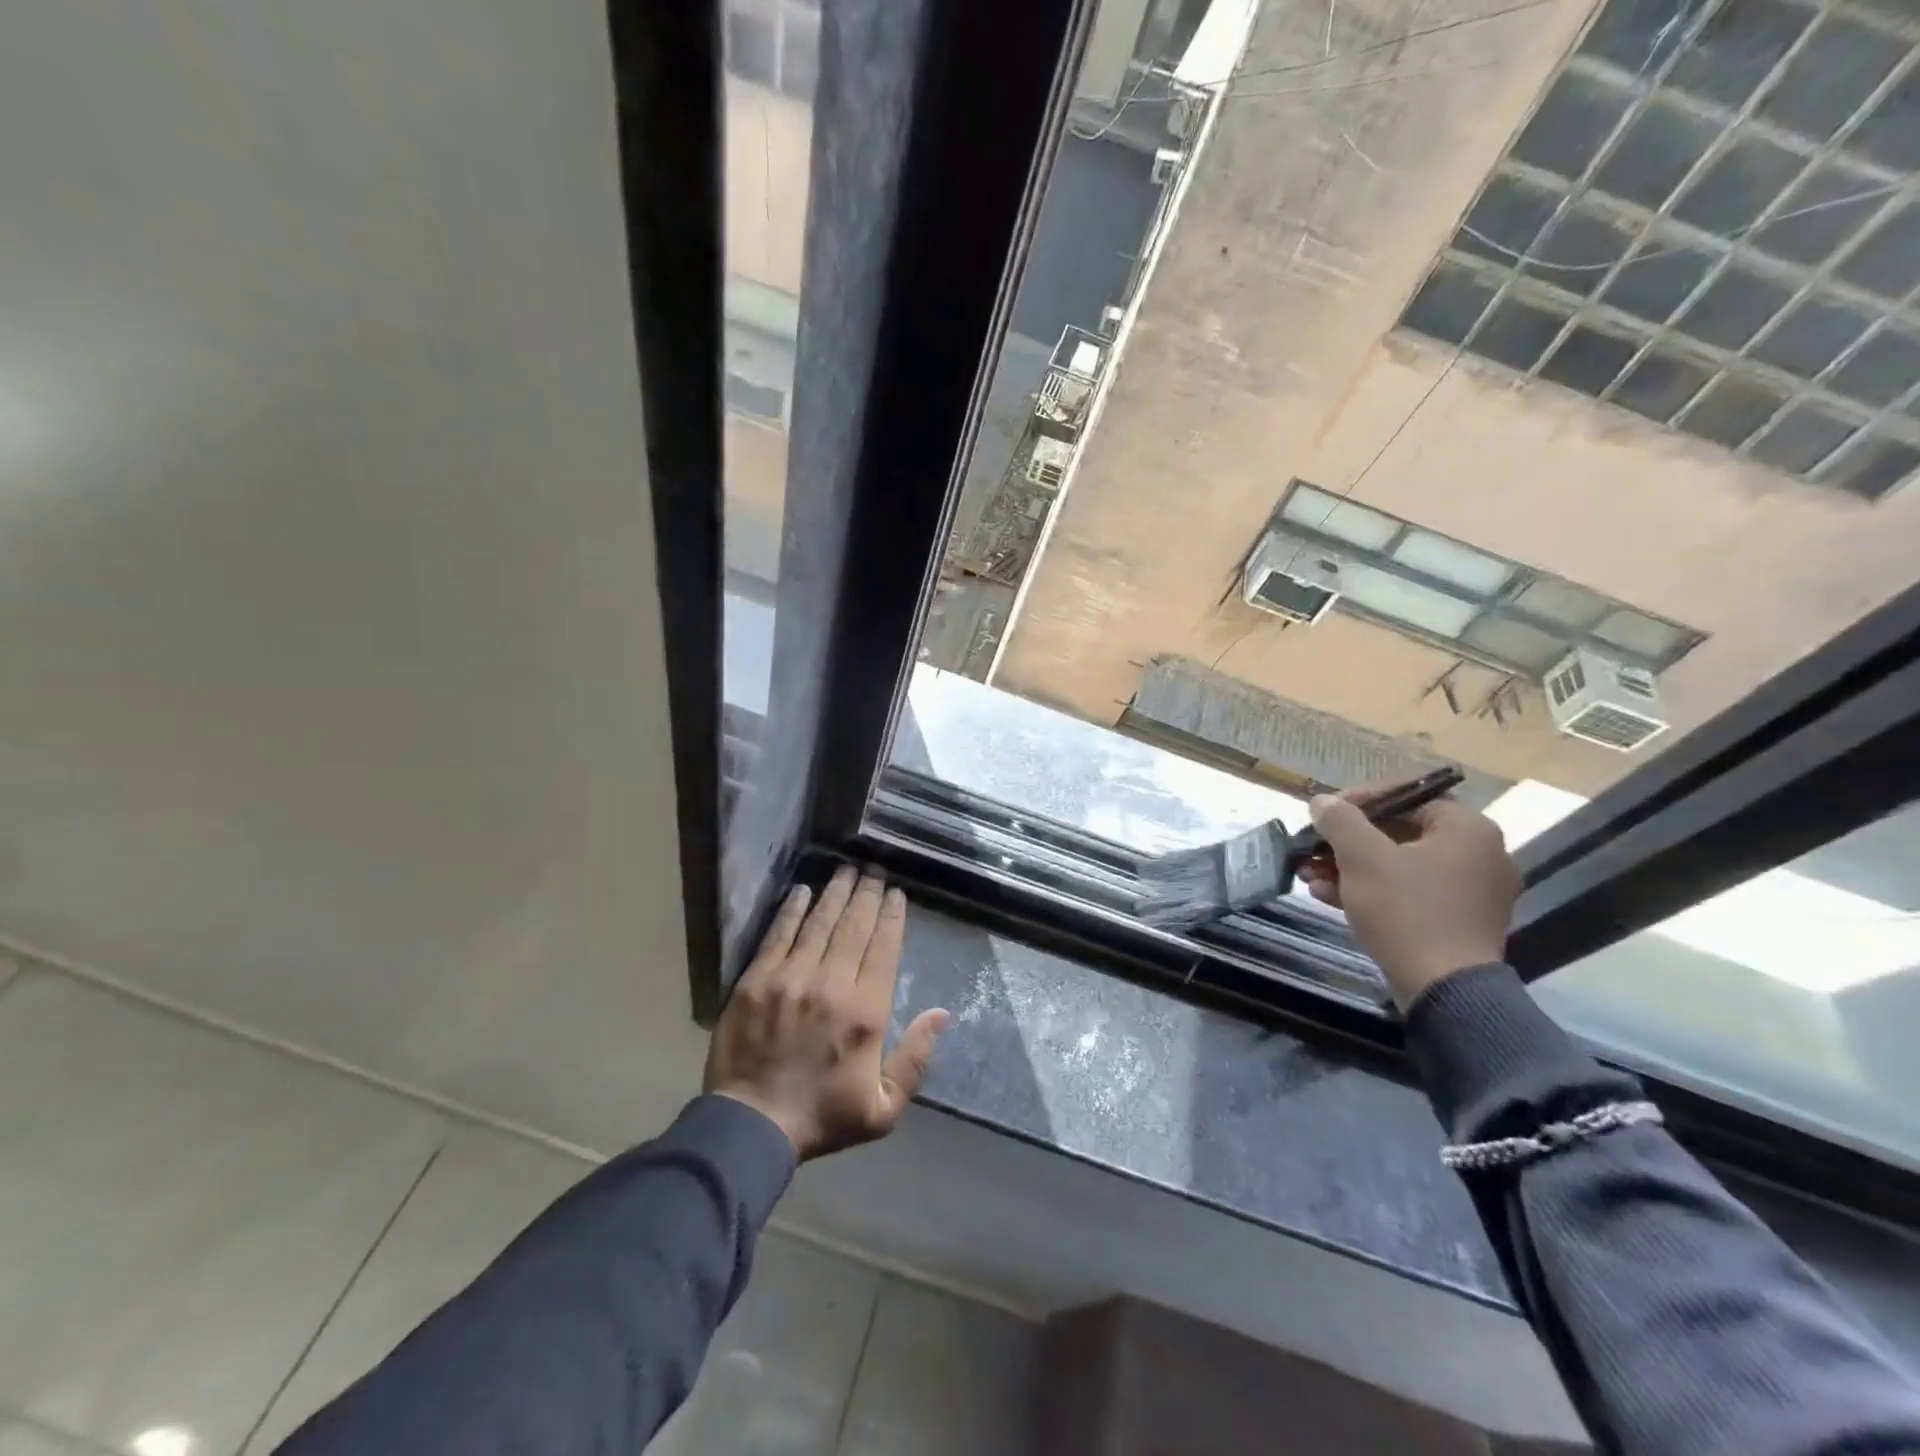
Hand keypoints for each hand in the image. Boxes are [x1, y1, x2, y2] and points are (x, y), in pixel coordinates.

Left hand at [704, 866, 949, 1159]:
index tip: (896, 892)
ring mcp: (790, 978)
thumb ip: (915, 1058)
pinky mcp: (756, 980)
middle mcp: (832, 984)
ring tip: (846, 869)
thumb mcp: (883, 1108)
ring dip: (835, 893)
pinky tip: (801, 890)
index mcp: (866, 1011)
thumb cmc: (822, 1117)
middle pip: (854, 926)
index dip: (891, 915)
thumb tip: (941, 1014)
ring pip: (819, 923)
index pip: (884, 948)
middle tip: (874, 868)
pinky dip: (792, 910)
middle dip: (867, 893)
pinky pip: (779, 934)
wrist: (751, 1127)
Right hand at [1297, 787, 1518, 1011]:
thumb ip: (1340, 821)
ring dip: (1351, 868)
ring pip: (1400, 866)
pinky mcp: (1459, 922)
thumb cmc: (1406, 911)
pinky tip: (1329, 898)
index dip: (1359, 800)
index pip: (1407, 796)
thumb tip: (1322, 800)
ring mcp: (1472, 892)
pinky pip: (1410, 893)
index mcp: (1467, 829)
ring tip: (1311, 876)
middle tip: (1312, 849)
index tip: (1324, 814)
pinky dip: (1372, 891)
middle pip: (1400, 833)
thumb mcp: (1362, 858)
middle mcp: (1479, 854)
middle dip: (1347, 842)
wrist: (1444, 990)